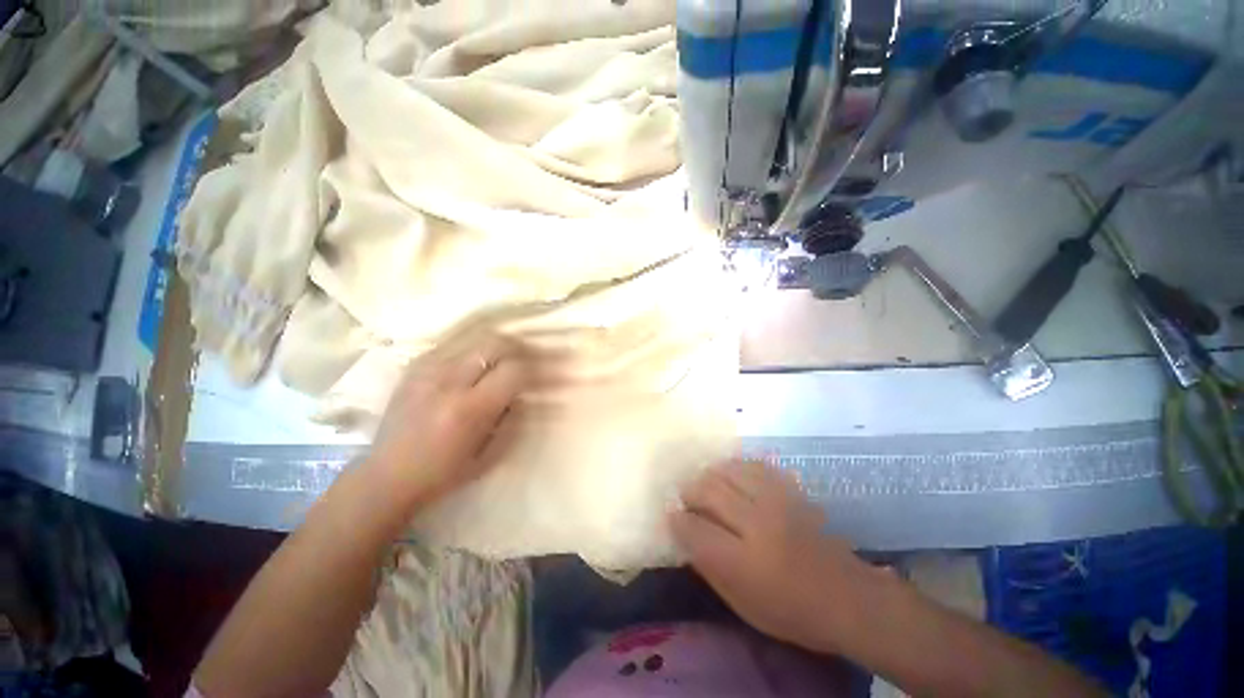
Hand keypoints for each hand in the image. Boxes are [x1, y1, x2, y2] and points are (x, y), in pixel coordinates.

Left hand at [365, 328, 535, 511]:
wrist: (387, 475)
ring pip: (477, 337)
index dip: (539, 369)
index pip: (514, 371)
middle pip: (497, 343)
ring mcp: (428, 369)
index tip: (553, 375)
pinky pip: (456, 342)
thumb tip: (528, 393)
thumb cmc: (444, 474)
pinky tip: (484, 359)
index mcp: (468, 409)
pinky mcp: (415, 365)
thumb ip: (515, 419)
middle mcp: (448, 381)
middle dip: (524, 348)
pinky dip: (478, 347)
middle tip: (536, 359)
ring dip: (503, 344)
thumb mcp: (491, 455)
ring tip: (515, 356)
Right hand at [669, 460, 882, 652]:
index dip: (677, 520)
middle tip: (686, 499)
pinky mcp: (789, 491)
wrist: (847, 597)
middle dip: (689, 491)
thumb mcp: (741, 603)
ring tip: (706, 485)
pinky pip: (752, 465)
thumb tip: (685, 533)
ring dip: (709, 475)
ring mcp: (776, 501)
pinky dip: (735, 467)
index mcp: (743, 561)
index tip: (672, 516)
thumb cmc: (790, 611)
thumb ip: (707, 565)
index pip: (694, 528)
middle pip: (708, 490)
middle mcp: (757, 523)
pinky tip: (731, 476)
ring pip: (728, 470)